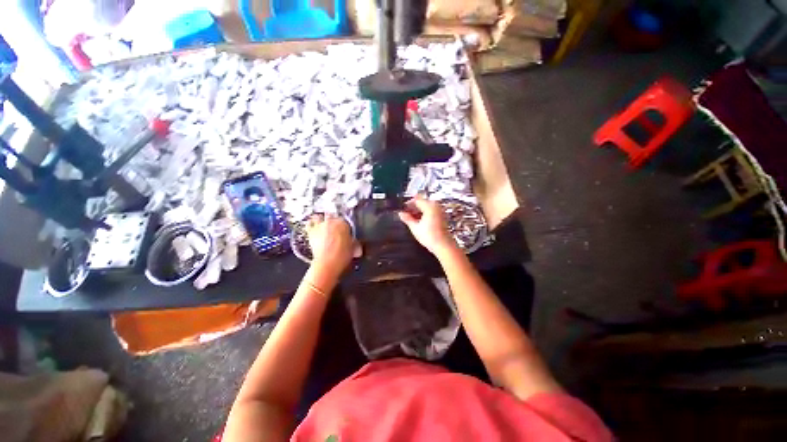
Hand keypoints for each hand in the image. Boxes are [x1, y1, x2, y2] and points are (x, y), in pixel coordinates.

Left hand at [306, 215, 359, 281]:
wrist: (328, 262)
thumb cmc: (342, 255)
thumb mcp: (354, 248)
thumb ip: (354, 242)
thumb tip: (356, 245)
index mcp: (343, 223)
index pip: (345, 220)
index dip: (345, 225)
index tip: (345, 231)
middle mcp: (331, 221)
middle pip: (331, 216)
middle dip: (332, 220)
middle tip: (334, 227)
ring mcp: (320, 226)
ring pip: (319, 217)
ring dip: (321, 219)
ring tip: (323, 224)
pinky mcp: (311, 232)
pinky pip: (309, 224)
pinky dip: (311, 224)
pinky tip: (312, 226)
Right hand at [398, 196, 456, 255]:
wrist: (444, 246)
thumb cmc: (429, 236)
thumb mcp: (415, 227)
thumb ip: (407, 219)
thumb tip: (400, 213)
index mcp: (429, 206)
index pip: (416, 200)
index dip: (408, 204)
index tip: (401, 209)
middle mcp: (436, 206)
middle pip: (422, 202)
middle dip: (413, 208)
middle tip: (405, 215)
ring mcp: (440, 211)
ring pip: (426, 207)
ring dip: (418, 211)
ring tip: (411, 219)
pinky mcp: (442, 216)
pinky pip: (431, 211)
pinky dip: (424, 214)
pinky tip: (419, 221)